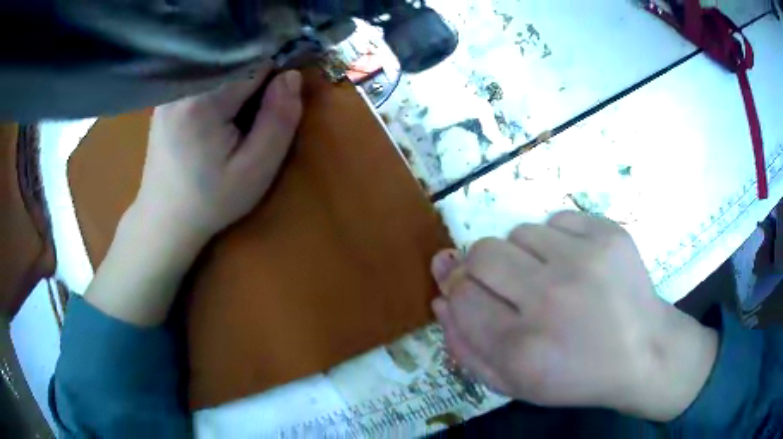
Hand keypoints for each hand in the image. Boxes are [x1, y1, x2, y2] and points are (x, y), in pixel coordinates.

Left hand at [135, 66, 302, 244]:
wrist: (165, 219)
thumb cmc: (211, 200)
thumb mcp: (256, 169)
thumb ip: (279, 119)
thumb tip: (292, 75)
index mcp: (202, 100)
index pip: (255, 64)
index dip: (273, 78)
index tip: (274, 104)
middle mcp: (181, 86)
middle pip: (235, 62)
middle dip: (254, 82)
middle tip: (252, 121)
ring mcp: (171, 91)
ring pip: (221, 69)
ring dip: (236, 86)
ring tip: (233, 122)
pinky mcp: (167, 98)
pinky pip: (204, 79)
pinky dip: (219, 90)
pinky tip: (214, 120)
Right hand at [431, 211, 717, 421]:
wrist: (644, 353)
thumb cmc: (576, 377)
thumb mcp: (513, 384)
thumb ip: (466, 348)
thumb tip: (440, 298)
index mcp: (522, 348)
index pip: (461, 296)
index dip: (457, 289)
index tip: (467, 290)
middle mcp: (551, 299)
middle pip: (482, 253)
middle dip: (480, 267)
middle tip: (506, 284)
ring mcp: (585, 259)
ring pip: (519, 232)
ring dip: (523, 255)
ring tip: (549, 278)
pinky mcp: (609, 234)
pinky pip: (557, 220)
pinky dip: (556, 240)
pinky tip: (575, 265)